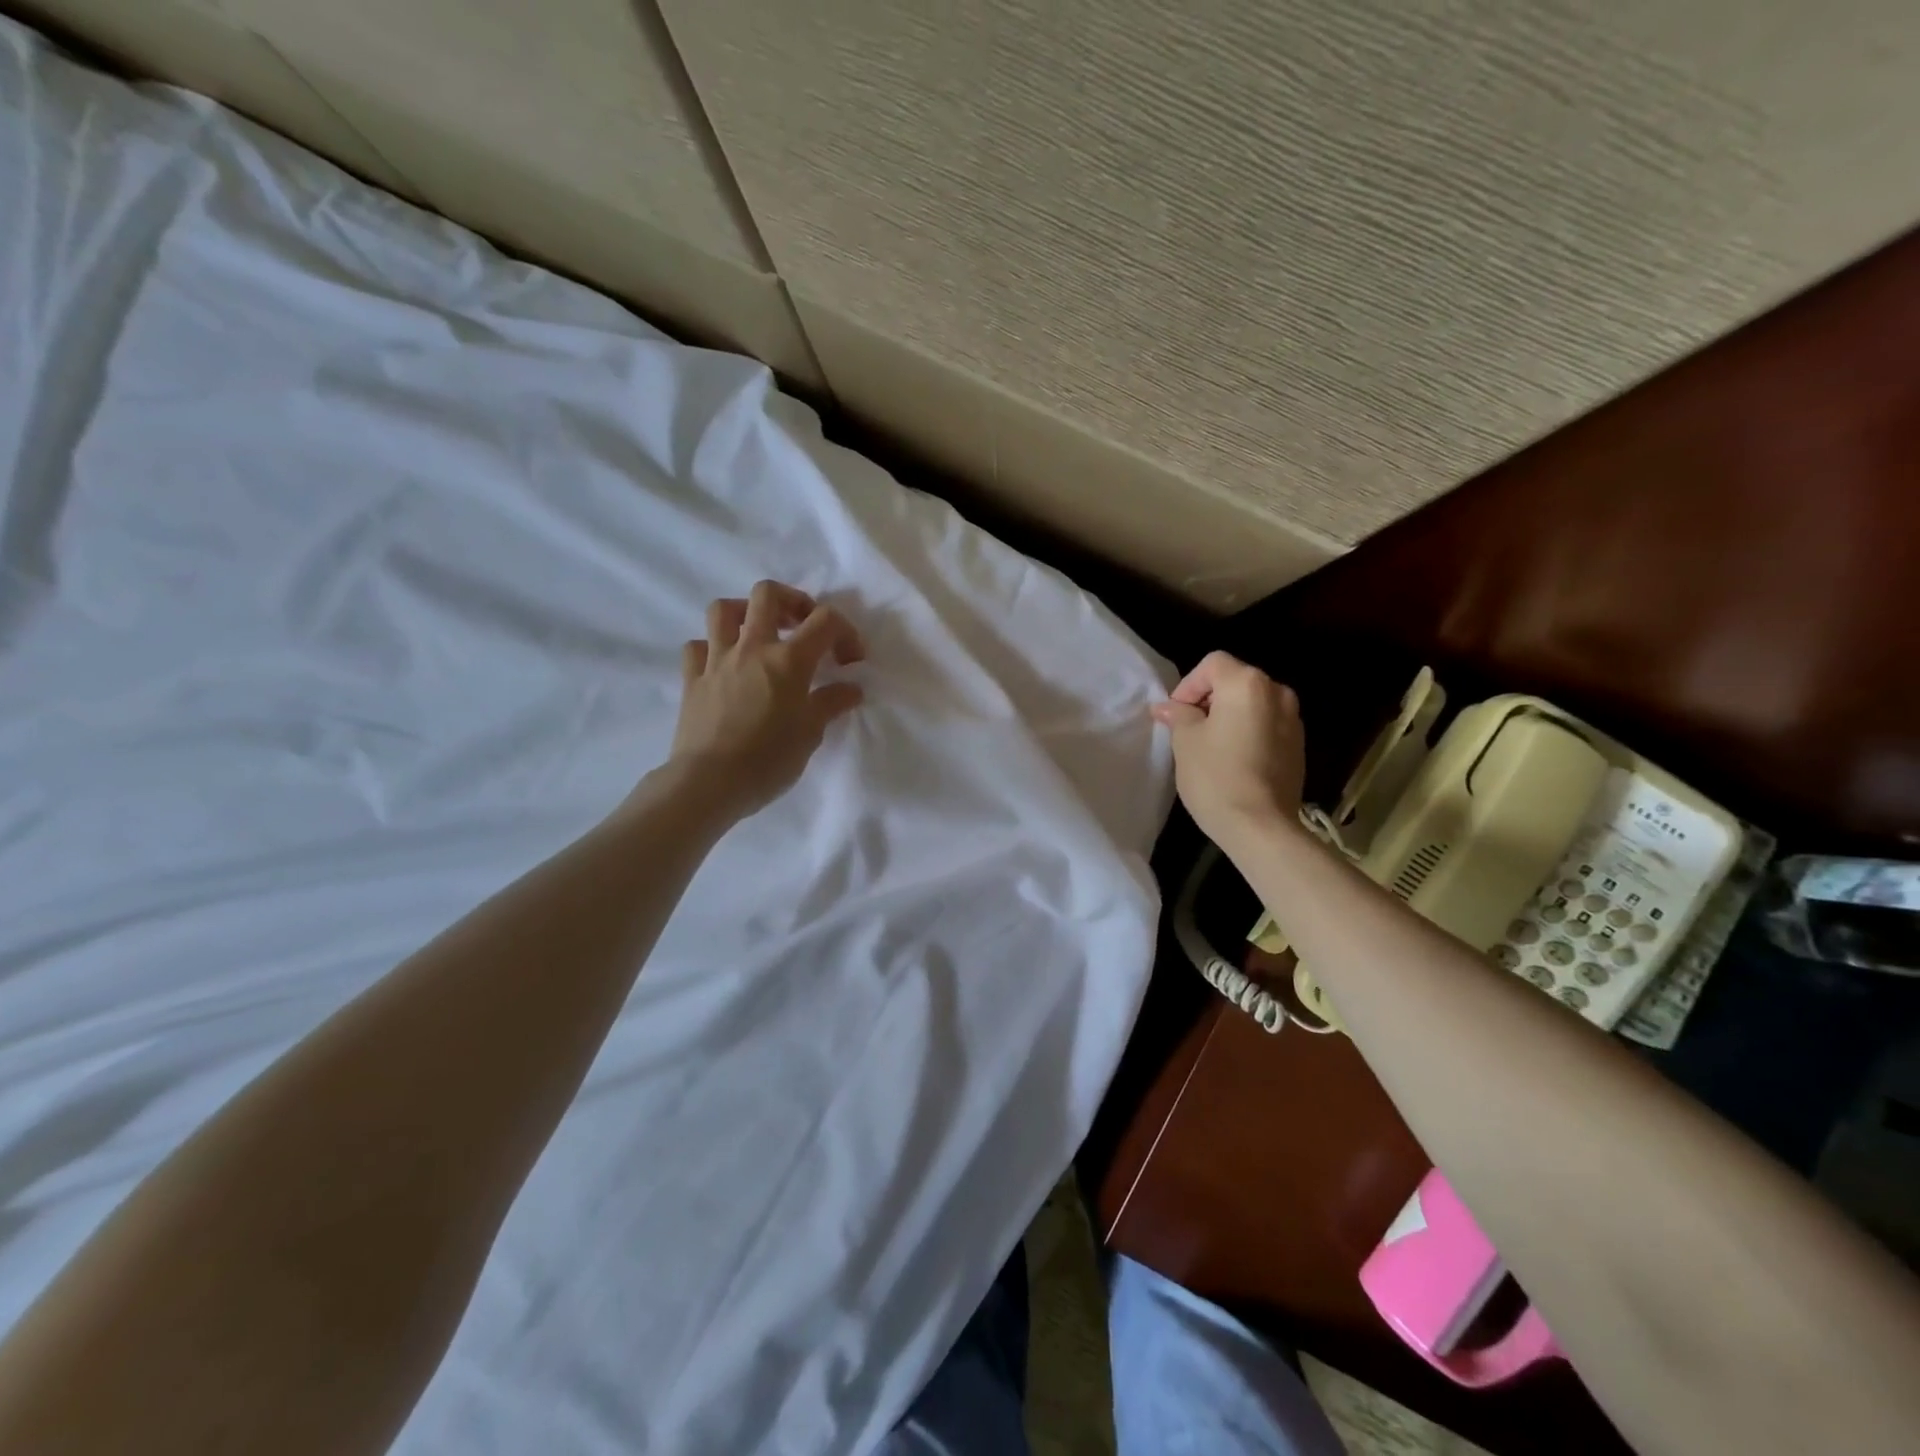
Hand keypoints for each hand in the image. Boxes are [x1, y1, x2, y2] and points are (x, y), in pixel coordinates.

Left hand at [666, 580, 865, 817]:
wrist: (709, 783)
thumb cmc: (768, 760)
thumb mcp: (810, 734)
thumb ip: (831, 704)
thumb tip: (851, 688)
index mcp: (789, 659)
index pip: (825, 621)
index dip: (845, 632)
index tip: (850, 661)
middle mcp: (752, 648)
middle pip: (768, 594)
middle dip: (791, 601)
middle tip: (802, 626)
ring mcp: (717, 660)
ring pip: (724, 609)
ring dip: (745, 613)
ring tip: (759, 634)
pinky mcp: (692, 678)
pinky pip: (697, 647)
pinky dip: (712, 648)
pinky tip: (724, 665)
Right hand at [1150, 651, 1304, 852]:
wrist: (1261, 826)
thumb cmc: (1216, 776)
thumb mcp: (1185, 741)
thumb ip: (1178, 716)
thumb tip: (1167, 707)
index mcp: (1247, 684)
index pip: (1212, 664)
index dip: (1188, 685)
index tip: (1176, 714)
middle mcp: (1277, 692)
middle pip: (1235, 680)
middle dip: (1209, 699)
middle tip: (1188, 728)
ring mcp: (1293, 720)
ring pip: (1253, 704)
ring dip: (1230, 716)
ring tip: (1210, 745)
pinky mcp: (1299, 746)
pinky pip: (1267, 726)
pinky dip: (1248, 732)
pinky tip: (1233, 760)